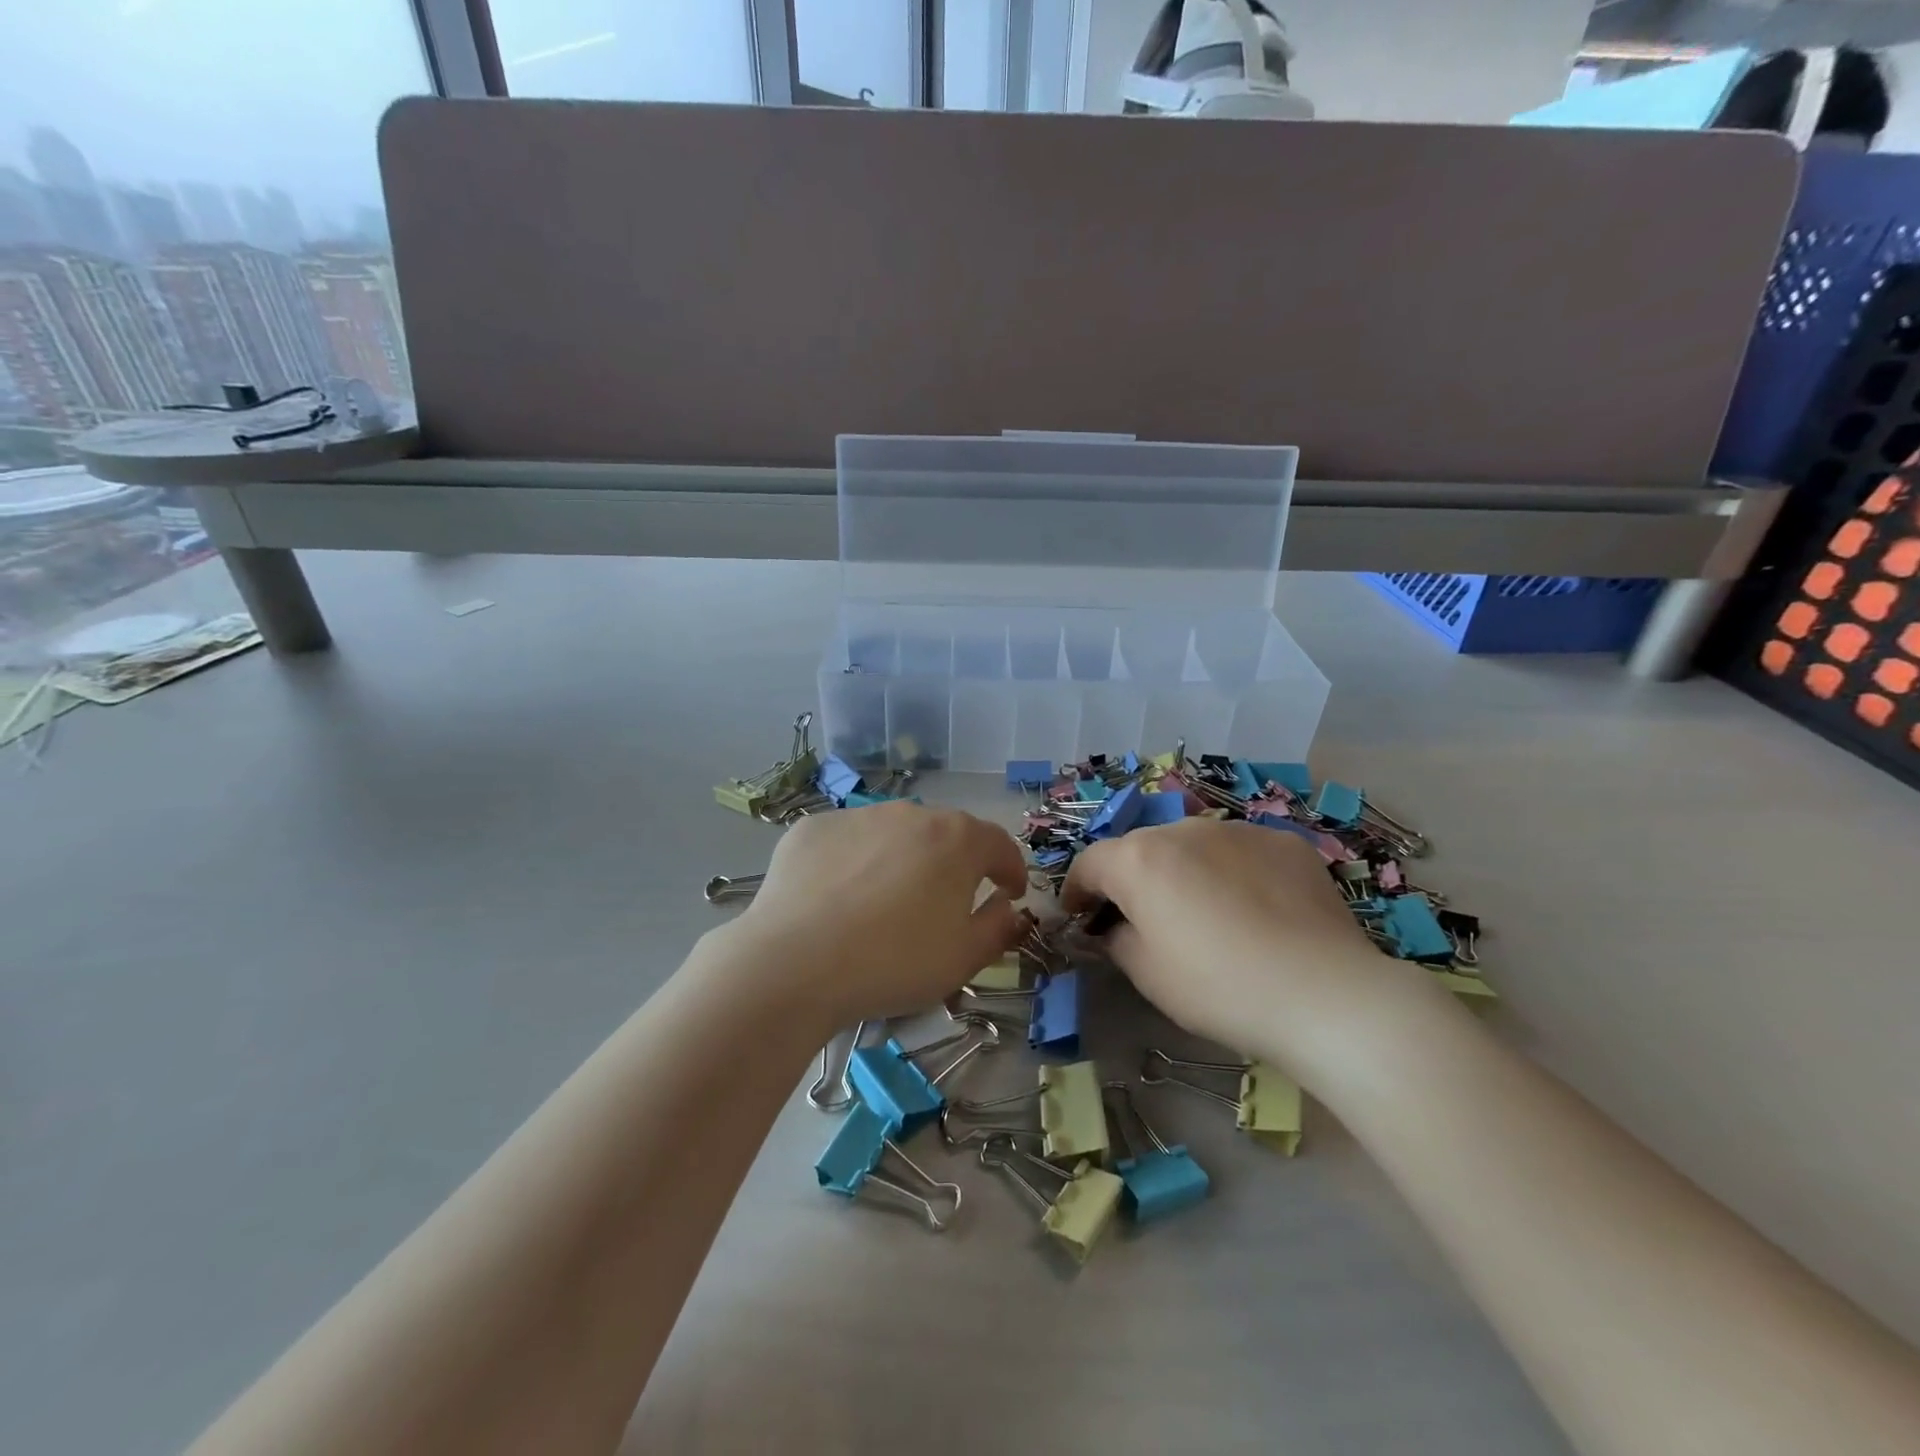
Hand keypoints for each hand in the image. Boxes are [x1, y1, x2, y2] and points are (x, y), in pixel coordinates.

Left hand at [729, 800, 1028, 1028]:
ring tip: (886, 901)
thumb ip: (998, 928)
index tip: (1009, 893)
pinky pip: (848, 841)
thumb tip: (1007, 908)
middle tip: (947, 901)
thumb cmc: (894, 962)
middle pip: (946, 834)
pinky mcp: (813, 827)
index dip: (1010, 869)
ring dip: (902, 859)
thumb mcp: (963, 960)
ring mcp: (858, 816)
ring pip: (894, 834)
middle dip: (955, 863)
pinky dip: (854, 862)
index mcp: (957, 839)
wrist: (795, 963)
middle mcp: (911, 813)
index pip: (999, 844)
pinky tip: (839, 898)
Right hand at [1063, 818, 1420, 1071]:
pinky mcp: (1284, 842)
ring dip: (1184, 872)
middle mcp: (1183, 830)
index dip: (1077, 891)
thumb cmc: (1218, 987)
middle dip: (1132, 880)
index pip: (1089, 863)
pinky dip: (1233, 873)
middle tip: (1145, 921)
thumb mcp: (1147, 975)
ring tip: (1207, 915)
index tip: (1081, 917)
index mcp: (1139, 859)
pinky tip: (1255, 911)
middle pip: (1141, 849)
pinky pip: (1240, 852)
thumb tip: (1115, 927)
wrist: (1325, 994)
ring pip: (1192, 846)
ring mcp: (1238, 830)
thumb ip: (1116, 939)